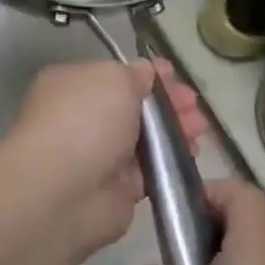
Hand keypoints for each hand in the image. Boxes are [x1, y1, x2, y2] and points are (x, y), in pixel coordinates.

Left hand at [0, 59, 205, 264]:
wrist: (63, 191)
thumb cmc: (84, 121)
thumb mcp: (113, 79)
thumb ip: (134, 74)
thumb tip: (145, 73)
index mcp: (72, 85)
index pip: (114, 76)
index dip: (147, 75)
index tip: (176, 76)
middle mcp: (81, 118)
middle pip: (132, 107)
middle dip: (166, 104)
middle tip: (194, 105)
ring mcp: (98, 155)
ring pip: (144, 138)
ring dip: (174, 131)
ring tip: (200, 130)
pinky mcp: (116, 188)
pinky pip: (149, 169)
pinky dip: (170, 161)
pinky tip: (192, 154)